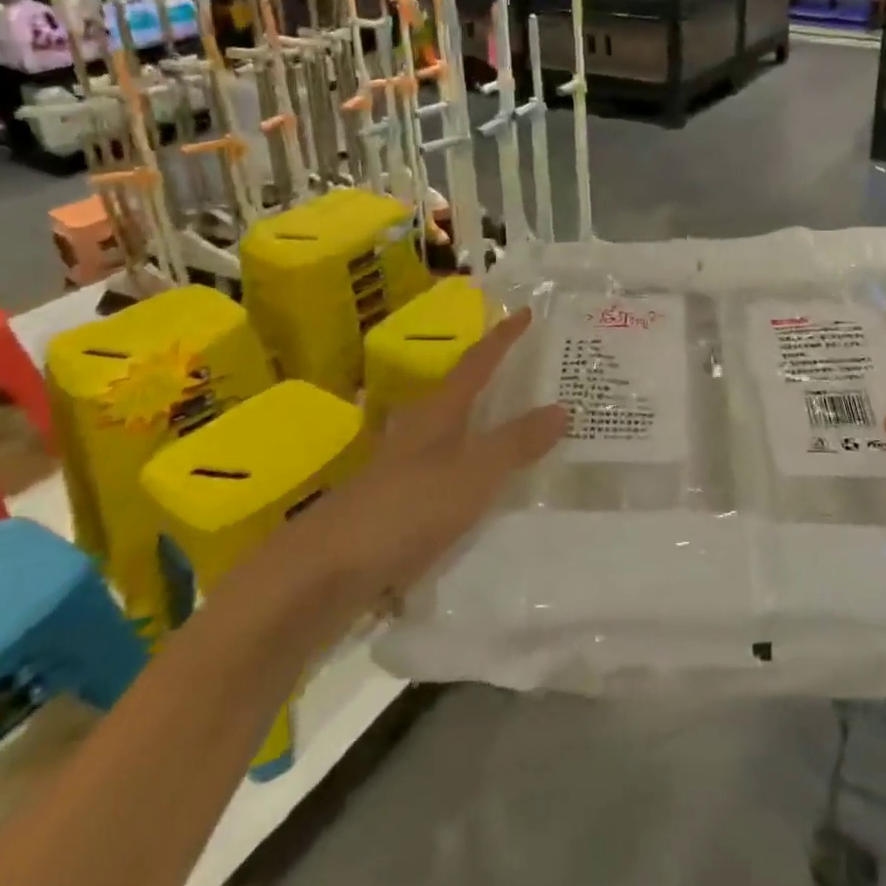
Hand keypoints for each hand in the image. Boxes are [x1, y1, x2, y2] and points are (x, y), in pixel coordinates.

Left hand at [264, 308, 566, 646]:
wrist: (324, 573)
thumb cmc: (404, 511)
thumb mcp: (471, 475)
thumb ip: (515, 443)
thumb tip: (562, 407)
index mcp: (438, 413)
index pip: (477, 363)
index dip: (502, 338)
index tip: (526, 312)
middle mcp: (420, 432)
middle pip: (461, 393)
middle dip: (494, 378)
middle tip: (533, 370)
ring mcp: (404, 469)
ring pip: (453, 433)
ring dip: (484, 425)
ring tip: (521, 427)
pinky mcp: (397, 504)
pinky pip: (447, 471)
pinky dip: (472, 467)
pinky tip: (487, 489)